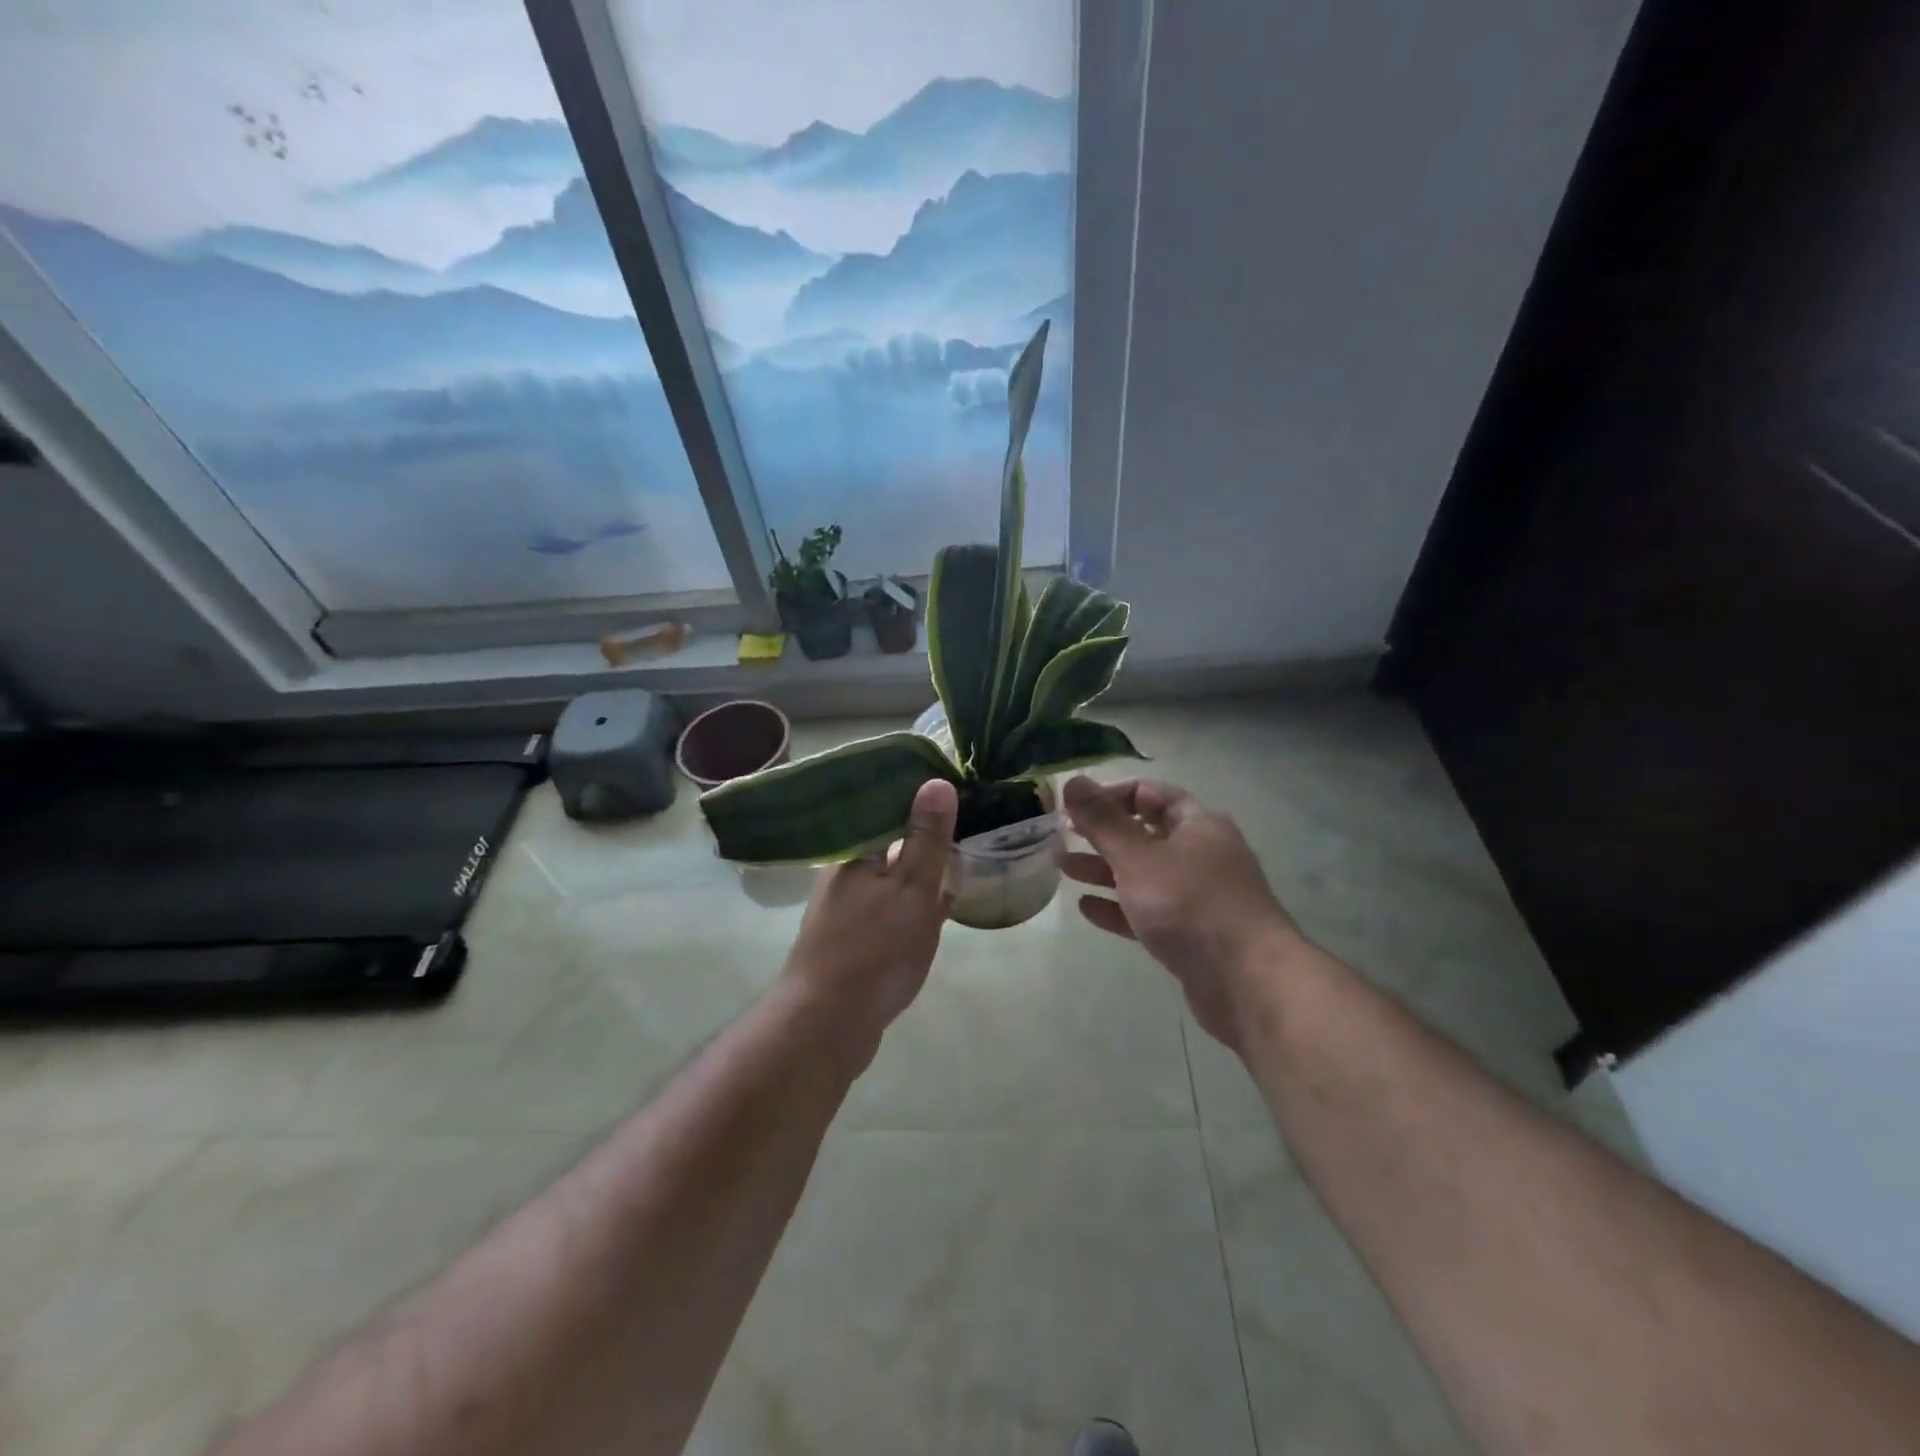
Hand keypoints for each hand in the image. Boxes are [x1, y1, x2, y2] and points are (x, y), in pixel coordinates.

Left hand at [780, 778, 957, 1066]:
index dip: (921, 797)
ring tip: (958, 859)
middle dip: (925, 834)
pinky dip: (911, 901)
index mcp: (855, 852)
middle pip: (889, 840)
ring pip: (890, 874)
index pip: (888, 806)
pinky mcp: (851, 937)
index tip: (957, 789)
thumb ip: (926, 838)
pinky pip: (888, 905)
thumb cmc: (874, 950)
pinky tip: (935, 908)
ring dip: (920, 868)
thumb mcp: (912, 889)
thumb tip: (936, 781)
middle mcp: (844, 873)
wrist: (826, 1025)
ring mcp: (845, 907)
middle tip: (968, 823)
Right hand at [1062, 775, 1302, 1052]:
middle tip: (1062, 836)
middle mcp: (1200, 854)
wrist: (1248, 982)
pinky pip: (1147, 912)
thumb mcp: (1138, 857)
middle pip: (1144, 834)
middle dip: (1102, 834)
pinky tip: (1086, 909)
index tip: (1073, 808)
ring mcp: (1198, 897)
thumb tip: (1073, 780)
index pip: (1148, 793)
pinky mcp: (1191, 935)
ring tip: (1063, 868)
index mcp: (1197, 825)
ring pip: (1143, 874)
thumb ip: (1102, 821)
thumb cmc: (1191, 906)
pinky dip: (1118, 907)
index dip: (1109, 795)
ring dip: (1104, 870)